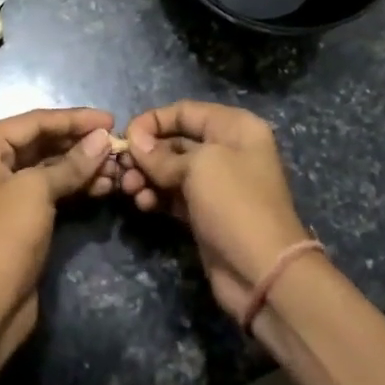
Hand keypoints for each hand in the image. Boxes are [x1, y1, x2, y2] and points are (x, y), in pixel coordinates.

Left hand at [0, 107, 116, 357]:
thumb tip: (104, 139)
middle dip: (80, 144)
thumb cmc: (3, 237)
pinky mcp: (18, 215)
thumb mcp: (37, 191)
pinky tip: (105, 186)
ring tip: (118, 167)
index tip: (110, 119)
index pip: (33, 122)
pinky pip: (49, 190)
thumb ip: (72, 163)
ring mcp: (2, 190)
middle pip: (41, 142)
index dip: (74, 119)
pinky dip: (75, 186)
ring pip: (48, 167)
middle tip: (117, 144)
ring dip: (82, 166)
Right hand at [122, 100, 313, 320]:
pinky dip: (157, 196)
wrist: (263, 273)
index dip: (153, 120)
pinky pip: (174, 195)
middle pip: (175, 140)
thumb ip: (161, 154)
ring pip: (171, 170)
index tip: (125, 136)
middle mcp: (227, 150)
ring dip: (147, 176)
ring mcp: (217, 184)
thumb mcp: (198, 168)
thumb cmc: (235, 204)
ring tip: (130, 189)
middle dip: (146, 152)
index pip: (185, 111)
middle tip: (121, 168)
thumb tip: (134, 141)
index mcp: (235, 128)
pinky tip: (143, 204)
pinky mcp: (206, 212)